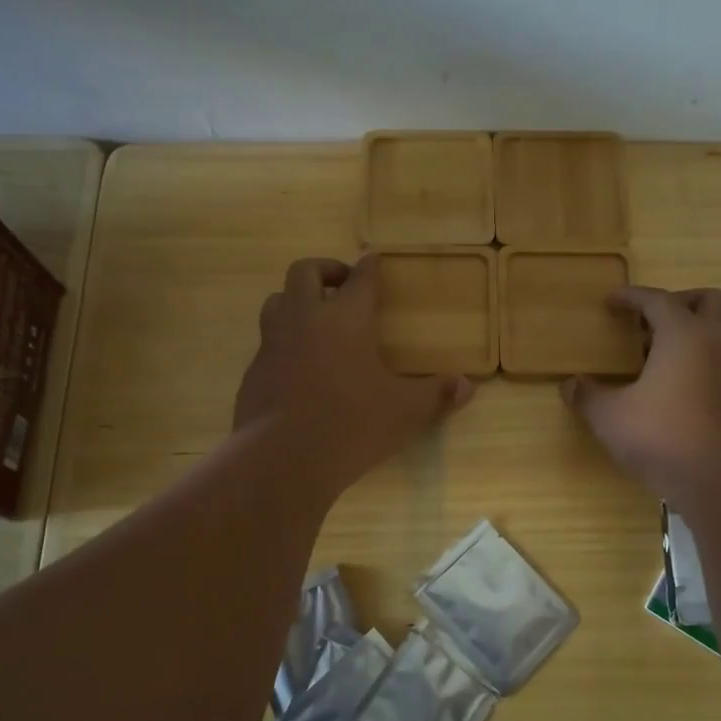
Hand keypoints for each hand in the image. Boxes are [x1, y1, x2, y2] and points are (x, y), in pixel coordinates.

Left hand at [235, 256, 473, 495]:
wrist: (282, 458)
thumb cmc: (351, 424)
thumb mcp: (404, 412)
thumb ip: (436, 395)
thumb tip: (467, 386)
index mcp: (345, 319)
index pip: (360, 278)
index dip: (370, 267)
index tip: (375, 262)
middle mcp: (304, 320)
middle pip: (305, 272)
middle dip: (326, 270)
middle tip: (343, 285)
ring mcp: (273, 344)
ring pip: (276, 302)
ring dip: (296, 301)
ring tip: (316, 319)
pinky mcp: (254, 372)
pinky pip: (267, 343)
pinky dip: (284, 343)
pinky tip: (299, 368)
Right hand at [562, 286, 720, 511]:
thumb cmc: (666, 439)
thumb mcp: (612, 419)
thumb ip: (588, 398)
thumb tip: (570, 385)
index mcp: (685, 334)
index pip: (658, 300)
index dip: (632, 297)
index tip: (611, 301)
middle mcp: (719, 342)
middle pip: (709, 300)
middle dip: (680, 302)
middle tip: (650, 322)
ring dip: (695, 333)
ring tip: (659, 358)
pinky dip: (705, 361)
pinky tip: (679, 390)